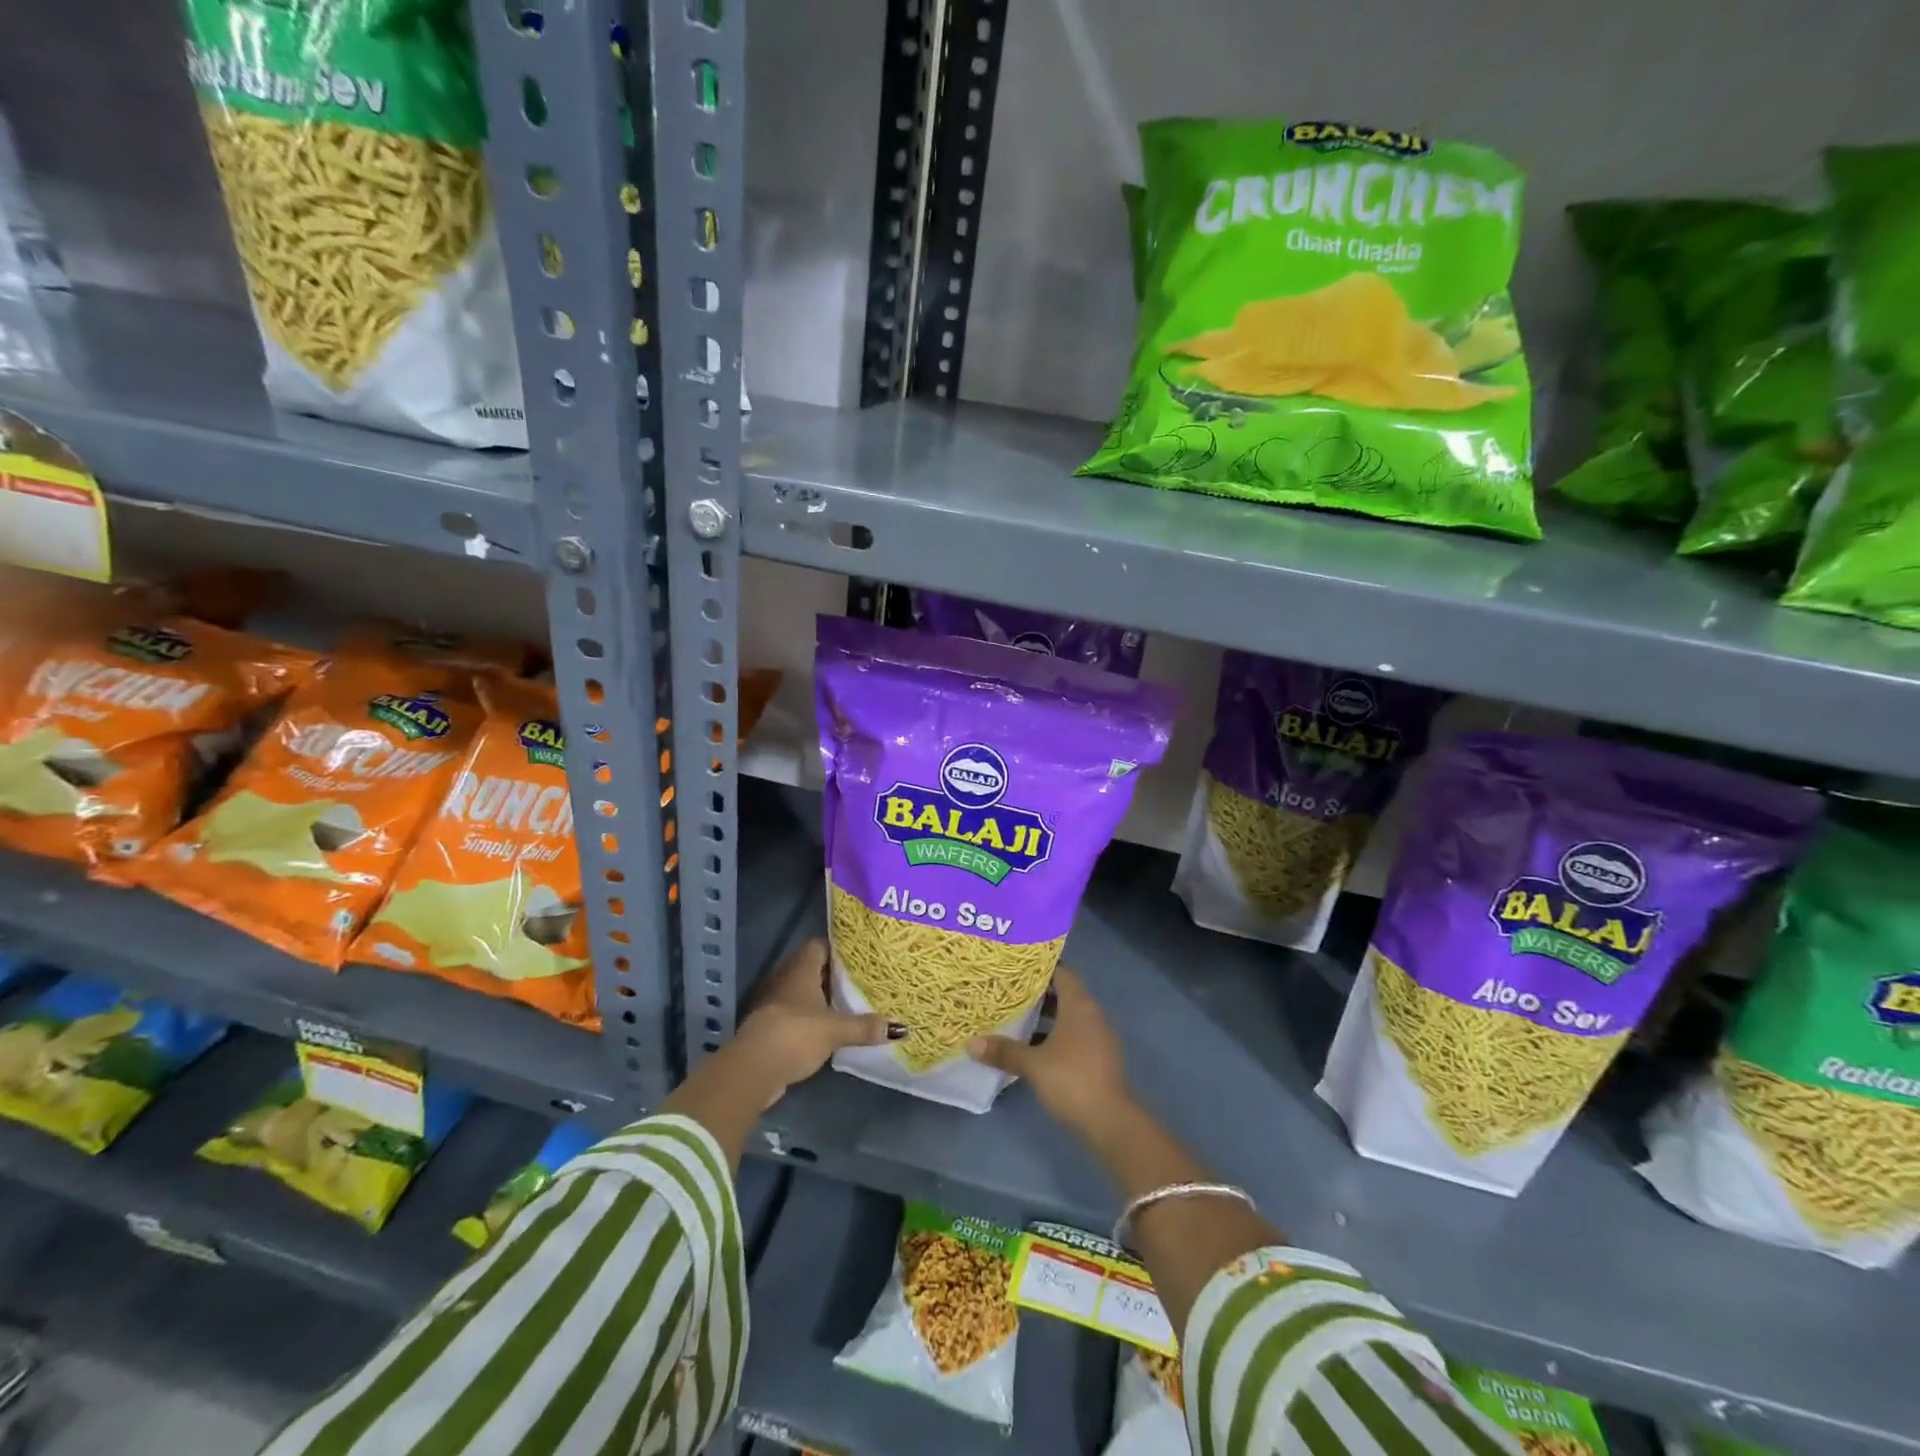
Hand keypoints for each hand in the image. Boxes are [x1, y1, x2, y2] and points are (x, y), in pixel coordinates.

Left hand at [732, 937, 903, 1103]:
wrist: (753, 1069)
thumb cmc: (795, 1034)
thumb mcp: (835, 1030)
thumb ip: (865, 1026)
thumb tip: (900, 1028)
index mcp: (801, 969)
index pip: (821, 945)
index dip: (840, 947)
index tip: (862, 953)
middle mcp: (786, 979)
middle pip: (814, 968)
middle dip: (836, 973)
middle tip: (864, 977)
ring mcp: (775, 1004)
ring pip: (805, 992)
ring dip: (824, 998)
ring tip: (853, 1001)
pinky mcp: (772, 1027)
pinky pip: (798, 1014)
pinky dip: (814, 1018)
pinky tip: (832, 1027)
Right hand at [968, 966, 1130, 1136]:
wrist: (1111, 1122)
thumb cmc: (1071, 1080)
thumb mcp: (1033, 1064)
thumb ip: (1004, 1051)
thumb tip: (971, 1043)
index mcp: (1079, 1005)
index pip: (1061, 972)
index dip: (1040, 966)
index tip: (1017, 965)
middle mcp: (1091, 1014)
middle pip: (1064, 992)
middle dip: (1038, 991)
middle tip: (1009, 989)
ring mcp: (1097, 1037)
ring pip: (1068, 1015)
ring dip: (1046, 1014)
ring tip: (1016, 1014)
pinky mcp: (1097, 1057)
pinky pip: (1073, 1034)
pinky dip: (1054, 1034)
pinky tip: (1032, 1046)